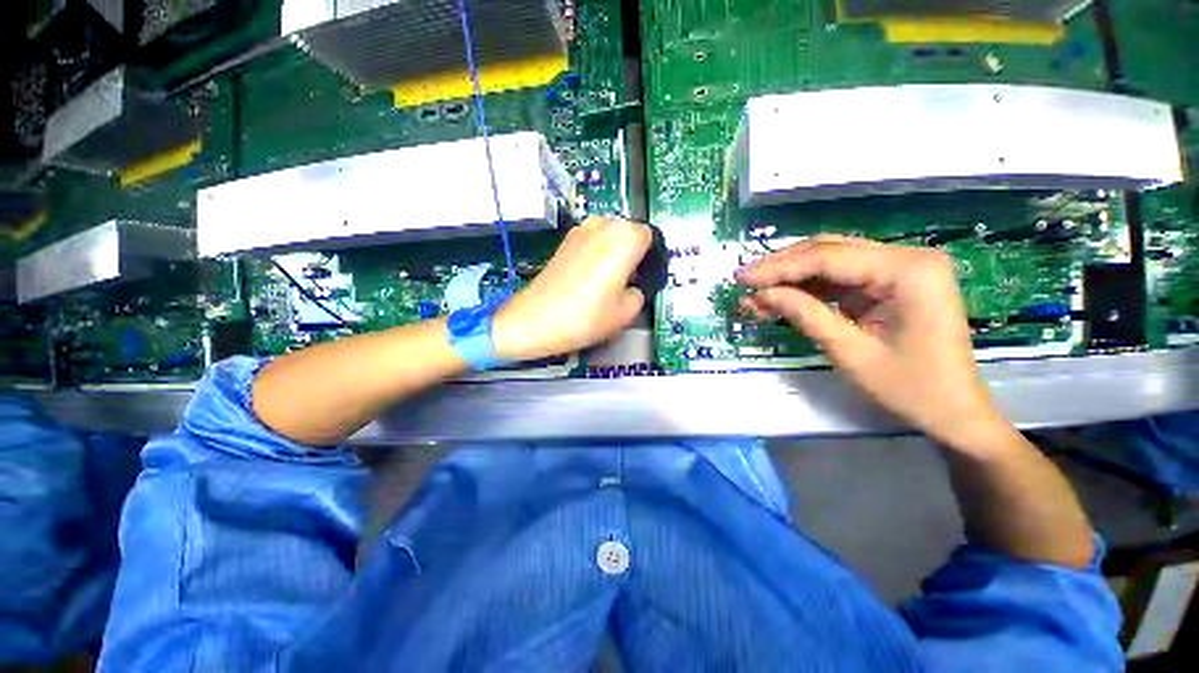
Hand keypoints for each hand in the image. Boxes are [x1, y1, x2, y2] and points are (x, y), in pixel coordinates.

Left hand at [493, 216, 650, 361]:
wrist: (534, 320)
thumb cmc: (583, 317)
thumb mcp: (626, 313)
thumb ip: (640, 293)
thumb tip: (634, 287)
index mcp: (624, 238)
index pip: (650, 237)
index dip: (649, 258)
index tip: (643, 276)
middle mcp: (603, 225)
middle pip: (629, 234)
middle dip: (631, 254)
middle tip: (625, 282)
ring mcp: (580, 230)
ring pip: (610, 237)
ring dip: (613, 254)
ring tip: (605, 283)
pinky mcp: (565, 240)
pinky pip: (592, 242)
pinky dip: (596, 255)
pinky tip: (588, 280)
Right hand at [736, 235, 1009, 449]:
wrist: (953, 412)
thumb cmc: (910, 388)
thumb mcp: (850, 352)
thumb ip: (805, 315)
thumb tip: (760, 294)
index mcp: (908, 270)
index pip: (828, 257)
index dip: (778, 267)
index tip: (741, 279)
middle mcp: (906, 258)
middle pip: (828, 251)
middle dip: (782, 268)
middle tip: (744, 283)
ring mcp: (898, 270)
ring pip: (830, 262)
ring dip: (790, 278)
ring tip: (755, 296)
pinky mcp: (888, 285)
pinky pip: (839, 279)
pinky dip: (807, 289)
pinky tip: (780, 299)